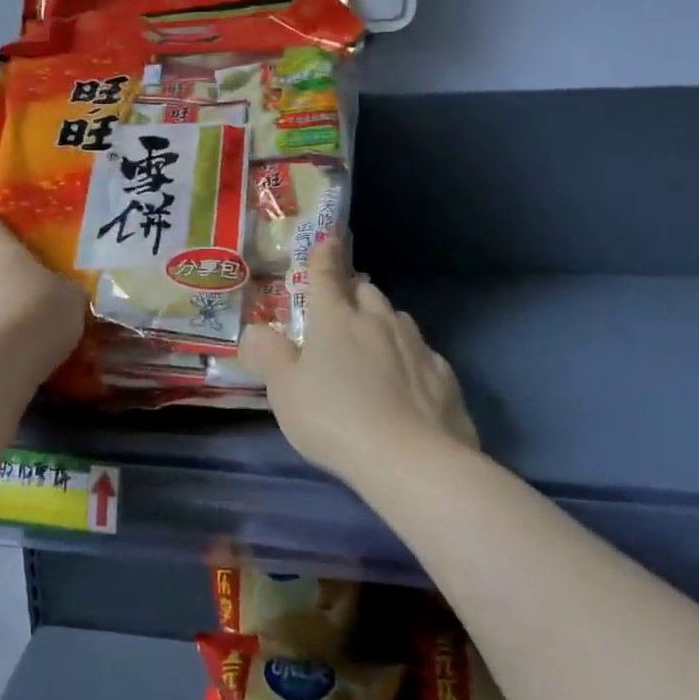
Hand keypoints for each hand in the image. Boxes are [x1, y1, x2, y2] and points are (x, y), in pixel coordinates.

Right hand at [241, 237, 476, 481]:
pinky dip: (409, 356)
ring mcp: (415, 345)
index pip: (326, 275)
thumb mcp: (284, 390)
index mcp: (335, 318)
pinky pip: (422, 353)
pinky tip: (406, 378)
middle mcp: (377, 320)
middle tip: (342, 305)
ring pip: (396, 318)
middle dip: (353, 290)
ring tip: (373, 339)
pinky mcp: (443, 375)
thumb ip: (268, 355)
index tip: (327, 239)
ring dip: (382, 320)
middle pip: (366, 291)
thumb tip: (255, 329)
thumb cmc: (334, 418)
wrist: (411, 459)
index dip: (324, 256)